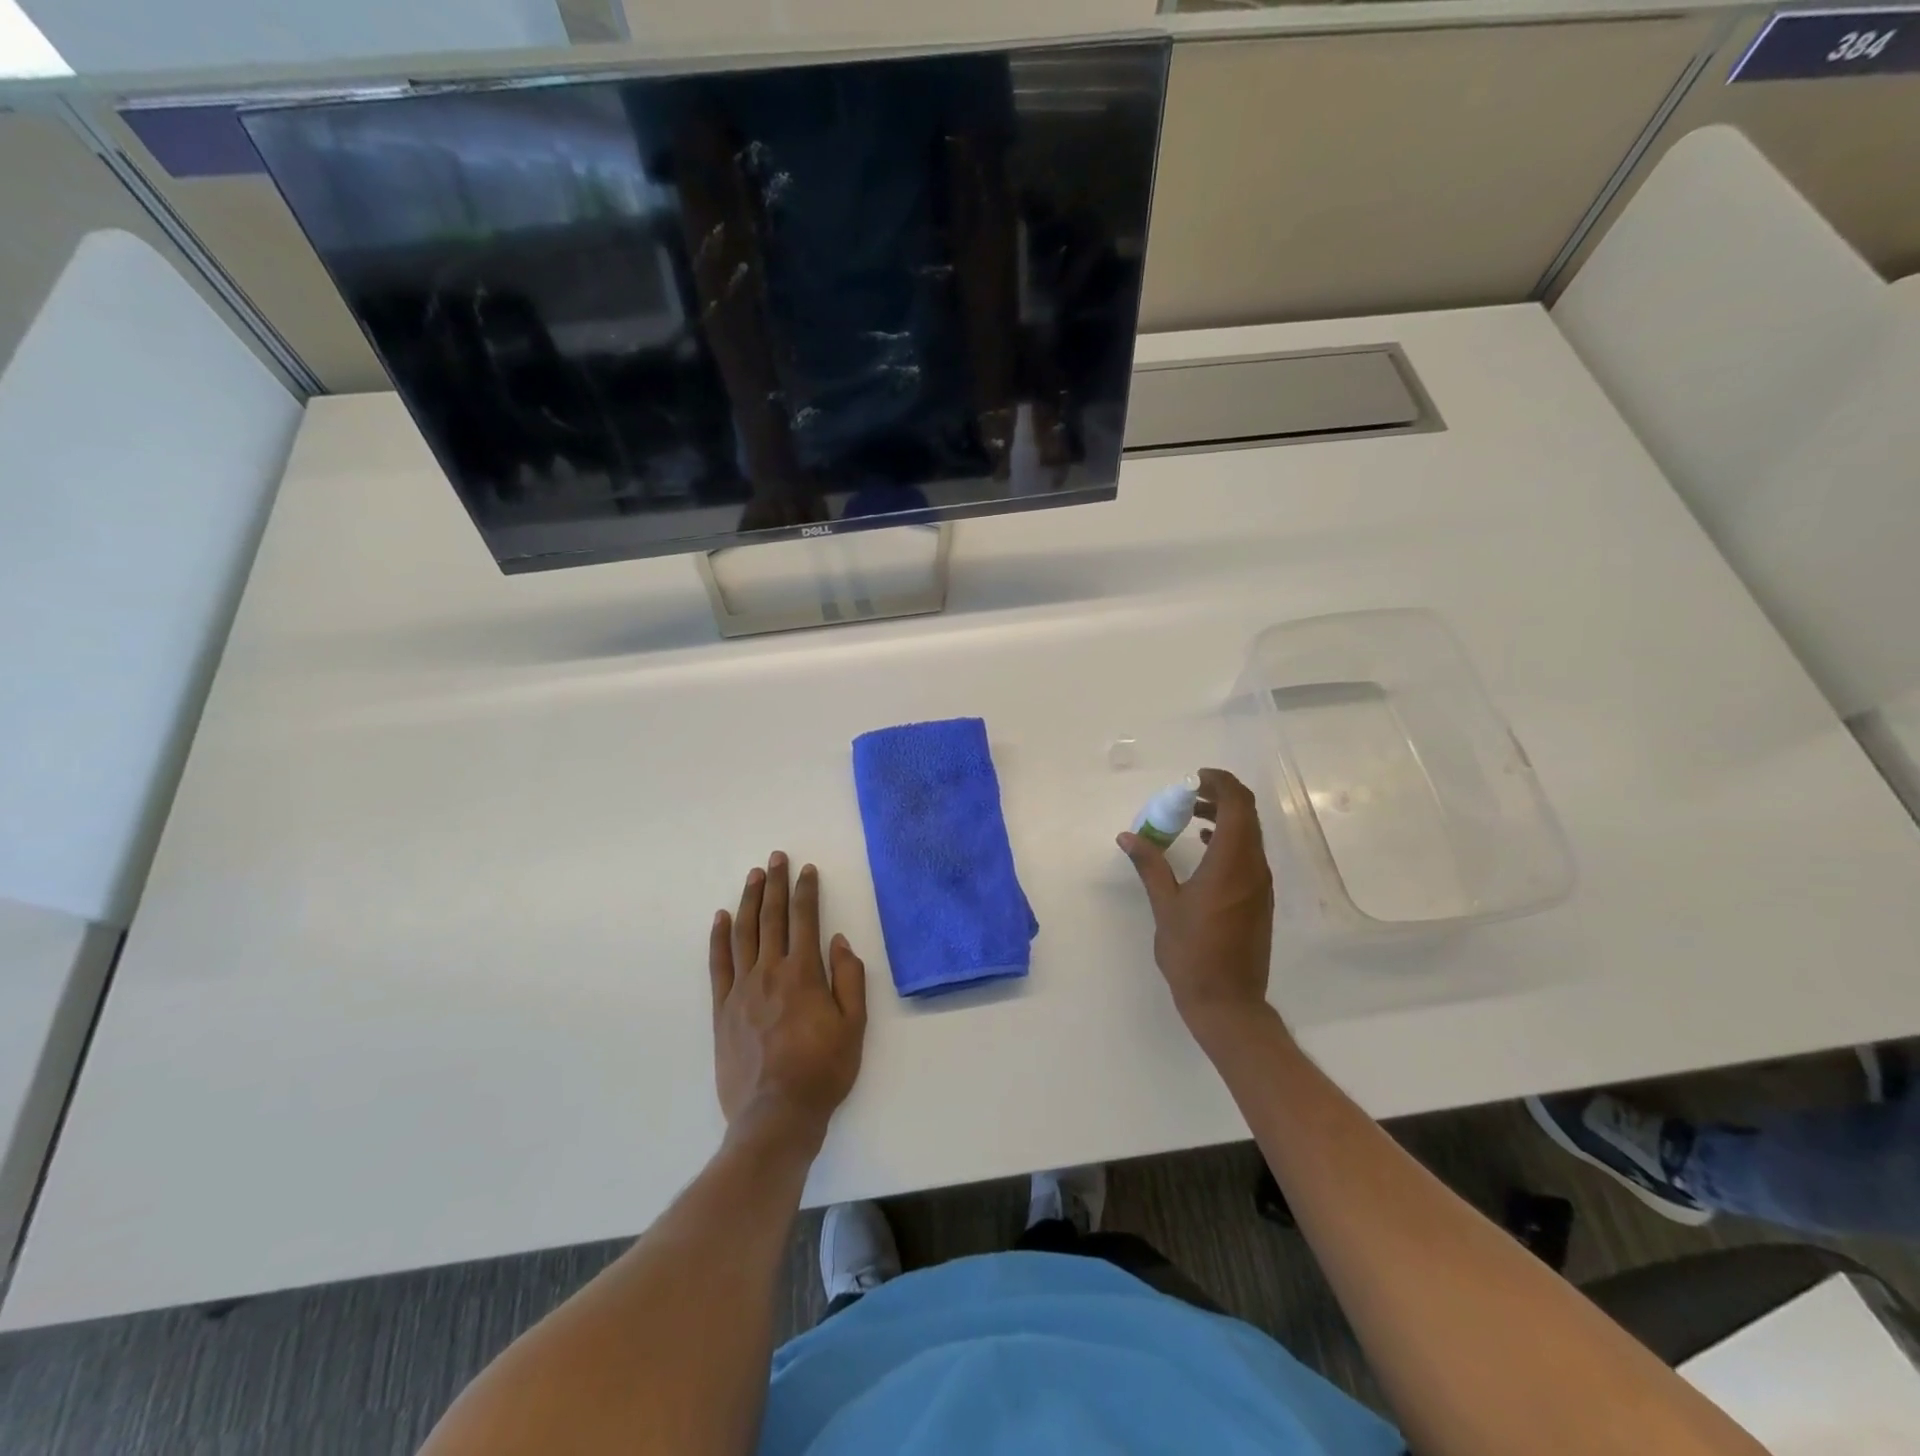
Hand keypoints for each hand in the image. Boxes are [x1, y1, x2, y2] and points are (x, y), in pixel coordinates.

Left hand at [710, 853, 866, 1147]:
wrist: (776, 1115)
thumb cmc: (823, 1071)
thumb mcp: (854, 1026)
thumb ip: (849, 979)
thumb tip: (839, 941)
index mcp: (804, 974)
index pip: (805, 919)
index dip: (806, 891)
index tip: (807, 870)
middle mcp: (770, 972)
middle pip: (772, 918)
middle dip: (775, 884)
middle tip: (776, 858)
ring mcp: (741, 990)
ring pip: (744, 934)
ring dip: (749, 901)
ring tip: (754, 876)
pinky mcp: (722, 1010)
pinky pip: (718, 965)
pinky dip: (719, 938)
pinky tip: (721, 918)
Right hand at [1118, 768, 1275, 1044]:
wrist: (1228, 1002)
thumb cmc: (1192, 953)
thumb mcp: (1165, 906)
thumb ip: (1150, 865)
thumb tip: (1128, 836)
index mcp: (1231, 864)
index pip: (1238, 806)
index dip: (1220, 784)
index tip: (1194, 779)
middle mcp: (1253, 868)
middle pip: (1247, 816)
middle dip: (1221, 797)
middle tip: (1188, 793)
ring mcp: (1260, 885)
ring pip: (1249, 835)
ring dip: (1225, 818)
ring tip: (1190, 816)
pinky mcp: (1259, 899)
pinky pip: (1248, 854)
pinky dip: (1229, 840)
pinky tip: (1203, 847)